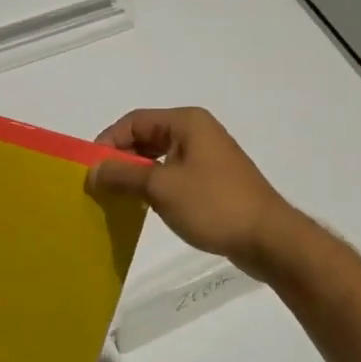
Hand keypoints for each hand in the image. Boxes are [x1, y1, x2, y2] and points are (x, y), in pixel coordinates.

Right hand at [85, 107, 288, 266]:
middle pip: (146, 136)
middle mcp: (197, 131)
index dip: (108, 141)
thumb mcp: (160, 188)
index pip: (134, 121)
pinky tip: (144, 205)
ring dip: (136, 174)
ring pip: (159, 157)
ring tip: (117, 196)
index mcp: (186, 122)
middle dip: (121, 158)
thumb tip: (91, 170)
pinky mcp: (213, 180)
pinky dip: (155, 185)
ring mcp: (208, 156)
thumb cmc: (213, 204)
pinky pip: (174, 174)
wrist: (270, 240)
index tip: (90, 168)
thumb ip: (122, 175)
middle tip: (99, 184)